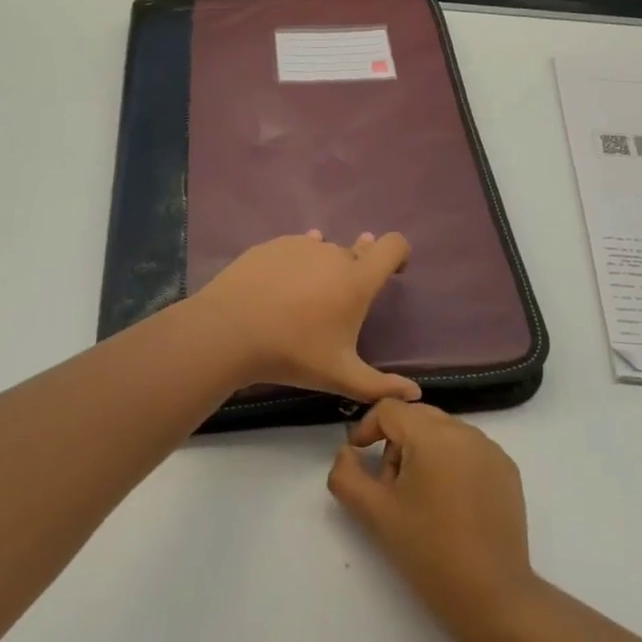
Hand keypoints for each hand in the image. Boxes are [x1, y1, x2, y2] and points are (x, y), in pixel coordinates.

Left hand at [189, 231, 421, 404]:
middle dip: (356, 272)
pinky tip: (282, 285)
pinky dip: (297, 263)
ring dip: (325, 266)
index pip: (393, 246)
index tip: (394, 274)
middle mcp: (333, 253)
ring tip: (308, 297)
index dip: (399, 254)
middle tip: (340, 303)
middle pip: (357, 252)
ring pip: (324, 250)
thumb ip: (380, 386)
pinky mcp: (271, 246)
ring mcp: (299, 245)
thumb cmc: (292, 353)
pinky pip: (295, 247)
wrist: (228, 332)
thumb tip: (414, 395)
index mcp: (357, 280)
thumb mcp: (339, 376)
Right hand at [328, 400, 539, 641]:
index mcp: (433, 435)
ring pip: (443, 432)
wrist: (492, 597)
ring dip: (422, 452)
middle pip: (417, 417)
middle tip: (389, 487)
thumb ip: (346, 475)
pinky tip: (449, 505)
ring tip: (419, 500)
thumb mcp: (374, 513)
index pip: (389, 409)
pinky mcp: (507, 470)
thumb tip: (347, 452)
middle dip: (395, 442)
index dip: (366, 428)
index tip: (359, 459)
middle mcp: (466, 431)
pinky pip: (468, 450)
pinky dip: (450, 463)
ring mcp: (492, 449)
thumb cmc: (428, 552)